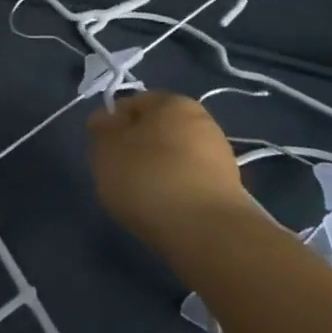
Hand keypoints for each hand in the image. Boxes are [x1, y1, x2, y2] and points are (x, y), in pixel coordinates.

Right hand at [88, 92, 252, 239]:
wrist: (205, 230)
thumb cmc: (147, 177)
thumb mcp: (105, 149)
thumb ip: (101, 129)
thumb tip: (106, 119)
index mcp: (172, 102)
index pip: (133, 103)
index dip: (112, 124)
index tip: (102, 149)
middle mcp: (202, 121)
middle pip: (156, 129)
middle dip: (136, 147)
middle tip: (118, 172)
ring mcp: (219, 155)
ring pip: (174, 156)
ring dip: (156, 170)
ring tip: (140, 196)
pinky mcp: (229, 188)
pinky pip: (189, 181)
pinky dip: (174, 190)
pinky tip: (163, 208)